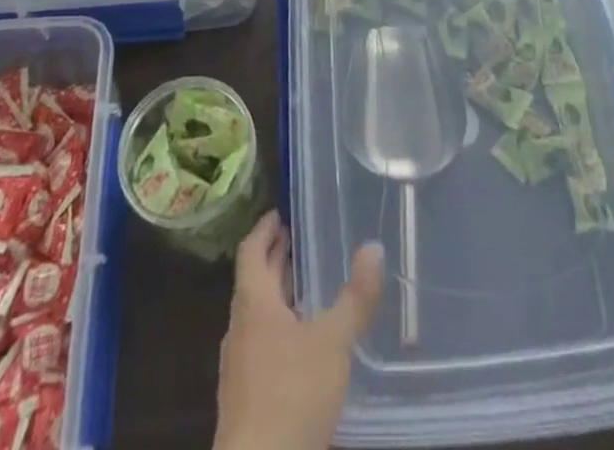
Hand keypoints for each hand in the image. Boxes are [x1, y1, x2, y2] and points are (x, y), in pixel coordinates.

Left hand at [215, 211, 384, 449]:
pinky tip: (302, 345)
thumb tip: (374, 246)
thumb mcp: (333, 341)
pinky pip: (260, 347)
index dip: (265, 229)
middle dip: (274, 259)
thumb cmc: (291, 394)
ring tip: (306, 288)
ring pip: (256, 317)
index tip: (280, 212)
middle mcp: (239, 328)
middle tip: (298, 240)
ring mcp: (239, 367)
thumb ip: (355, 296)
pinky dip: (278, 330)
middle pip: (253, 282)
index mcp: (253, 303)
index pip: (251, 251)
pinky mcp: (245, 400)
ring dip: (277, 297)